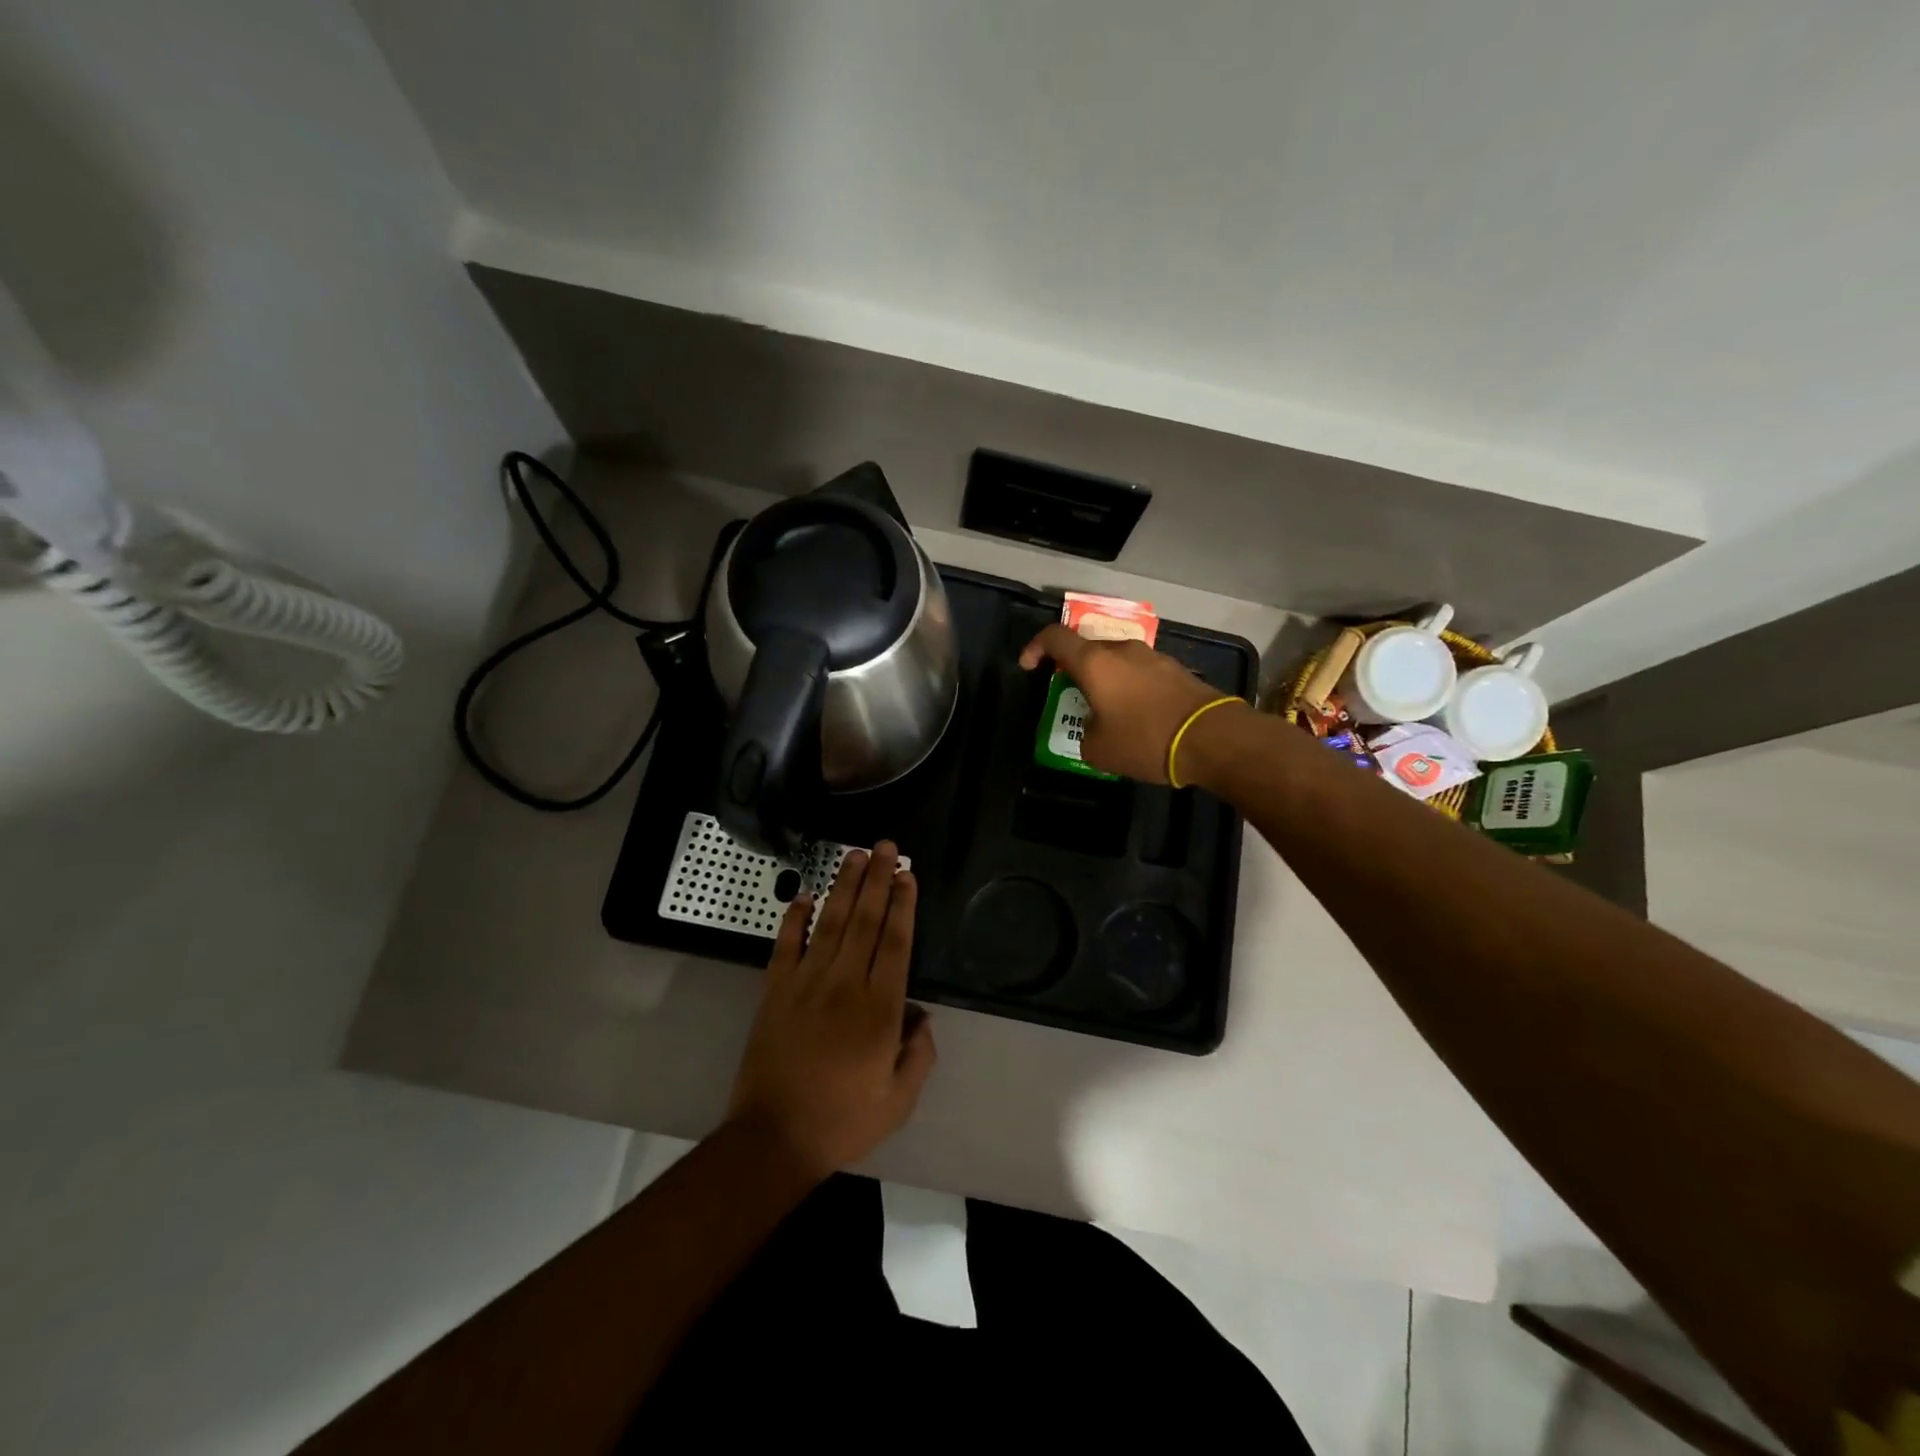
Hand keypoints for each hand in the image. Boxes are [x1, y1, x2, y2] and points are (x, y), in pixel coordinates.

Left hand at [726, 842, 935, 1181]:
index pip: (895, 942)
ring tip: (854, 855)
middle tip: (885, 847)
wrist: (773, 1138)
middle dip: (877, 879)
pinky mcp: (774, 991)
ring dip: (843, 886)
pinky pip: (785, 945)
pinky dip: (794, 917)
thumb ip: (919, 1054)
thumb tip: (922, 1015)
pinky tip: (804, 895)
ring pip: (829, 922)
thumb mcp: (899, 1100)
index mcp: (879, 1009)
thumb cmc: (843, 1121)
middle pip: (864, 920)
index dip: (903, 904)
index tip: (908, 875)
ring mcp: (805, 984)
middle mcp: (844, 984)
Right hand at [1020, 623, 1235, 784]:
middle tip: (1070, 695)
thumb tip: (1094, 729)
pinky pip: (1140, 672)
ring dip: (1104, 679)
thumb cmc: (1145, 739)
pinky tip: (1136, 715)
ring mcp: (1152, 656)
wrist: (1210, 738)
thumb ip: (1084, 734)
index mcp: (1094, 662)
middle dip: (1073, 669)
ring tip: (1105, 710)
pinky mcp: (1175, 669)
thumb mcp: (1099, 750)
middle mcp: (1121, 650)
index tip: (1030, 667)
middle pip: (1087, 648)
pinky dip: (1129, 687)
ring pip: (1116, 660)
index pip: (1054, 637)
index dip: (1035, 648)